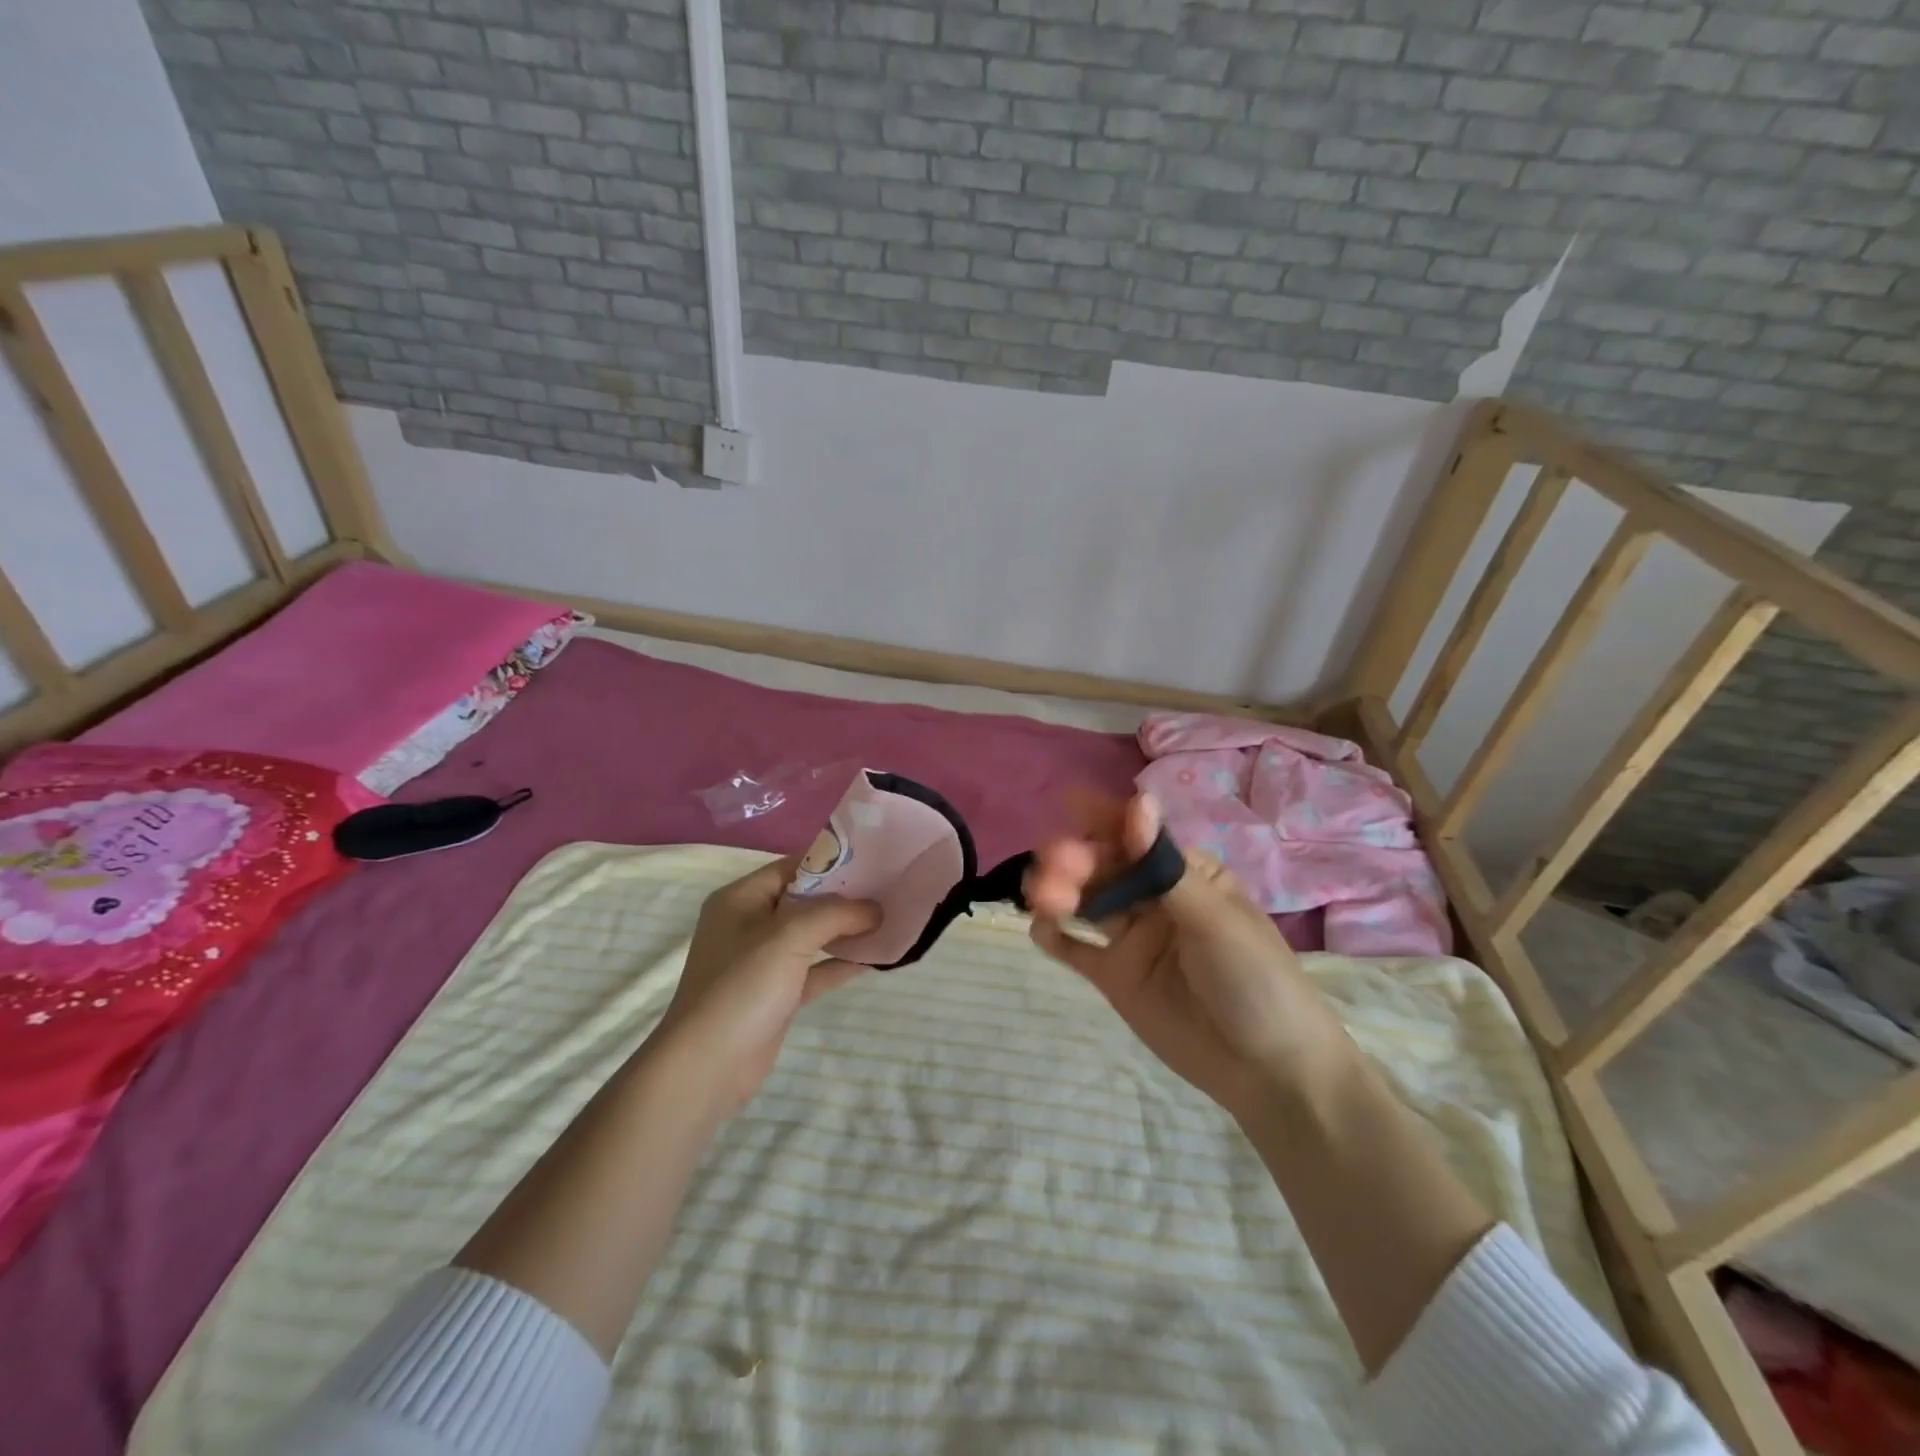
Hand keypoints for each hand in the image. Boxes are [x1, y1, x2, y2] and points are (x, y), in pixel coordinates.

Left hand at [653, 855, 879, 1114]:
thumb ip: (837, 913)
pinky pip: (815, 969)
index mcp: (742, 898)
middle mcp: (750, 924)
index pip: (793, 866)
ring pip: (813, 935)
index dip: (833, 862)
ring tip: (890, 920)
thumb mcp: (790, 936)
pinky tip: (875, 958)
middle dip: (846, 897)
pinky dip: (841, 963)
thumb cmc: (742, 987)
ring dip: (848, 930)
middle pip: (806, 900)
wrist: (706, 1068)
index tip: (876, 860)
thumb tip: (876, 908)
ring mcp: (762, 962)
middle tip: (890, 890)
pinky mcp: (776, 994)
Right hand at [1024, 794, 1355, 1122]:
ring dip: (1062, 893)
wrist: (1270, 1072)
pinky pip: (1079, 950)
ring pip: (1088, 904)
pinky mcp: (1116, 977)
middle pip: (1108, 870)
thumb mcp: (1214, 919)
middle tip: (1052, 864)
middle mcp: (1156, 900)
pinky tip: (1039, 928)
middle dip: (1079, 861)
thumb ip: (1165, 867)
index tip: (1071, 804)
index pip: (1140, 839)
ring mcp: (1133, 939)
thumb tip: (1138, 800)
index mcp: (1188, 876)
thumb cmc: (1256, 980)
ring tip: (1039, 895)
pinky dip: (1056, 936)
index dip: (1107, 821)